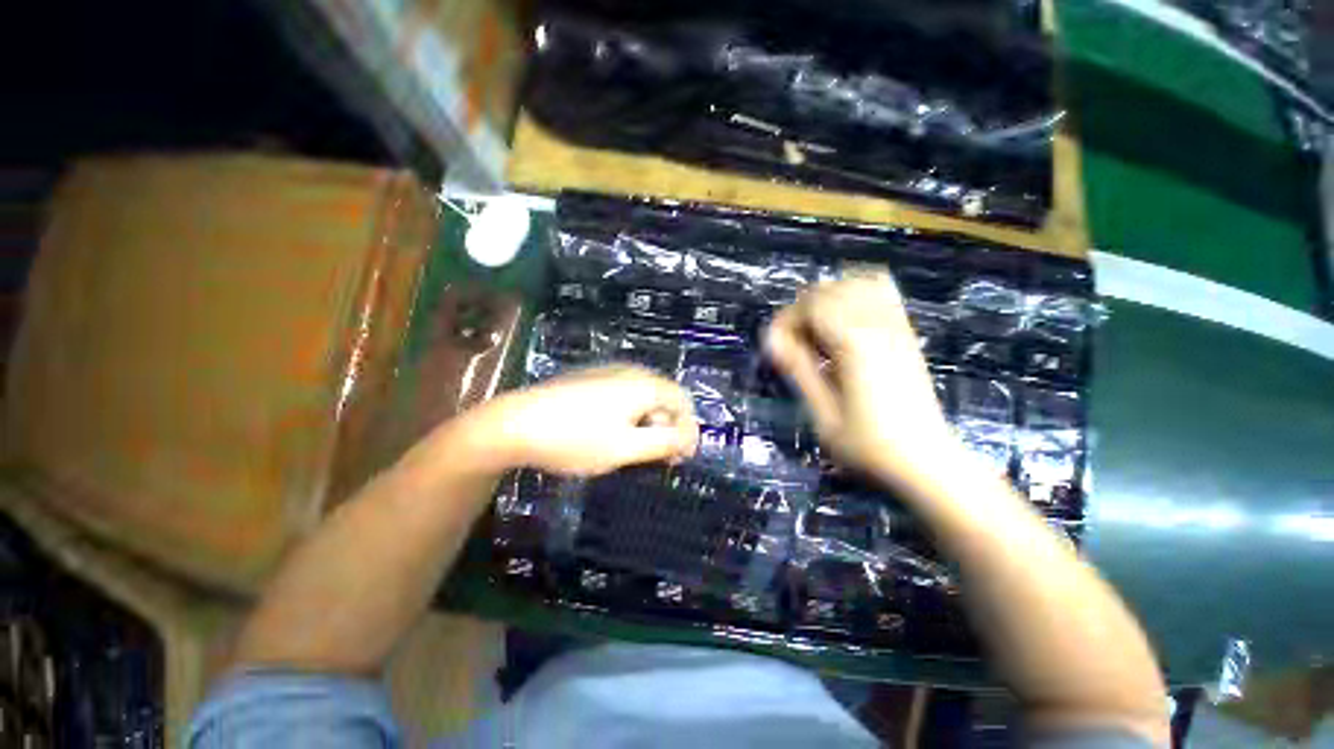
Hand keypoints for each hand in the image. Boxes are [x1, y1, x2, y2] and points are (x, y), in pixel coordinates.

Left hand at [481, 365, 698, 476]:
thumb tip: (690, 438)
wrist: (514, 424)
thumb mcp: (626, 447)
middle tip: (658, 458)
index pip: (682, 401)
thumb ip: (665, 442)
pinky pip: (623, 396)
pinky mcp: (590, 380)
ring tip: (635, 450)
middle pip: (663, 398)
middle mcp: (630, 372)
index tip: (680, 458)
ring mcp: (607, 373)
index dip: (688, 429)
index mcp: (644, 384)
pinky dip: (629, 416)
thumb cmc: (576, 438)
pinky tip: (612, 434)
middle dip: (667, 428)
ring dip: (648, 424)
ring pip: (642, 398)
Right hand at [764, 274, 956, 485]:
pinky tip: (844, 319)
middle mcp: (877, 325)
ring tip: (816, 330)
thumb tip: (771, 341)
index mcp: (854, 344)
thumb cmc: (869, 446)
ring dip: (827, 299)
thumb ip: (799, 371)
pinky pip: (881, 291)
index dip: (785, 321)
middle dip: (801, 310)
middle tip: (792, 345)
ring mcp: (896, 325)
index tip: (775, 348)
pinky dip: (856, 293)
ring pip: (855, 282)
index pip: (811, 306)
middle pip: (830, 290)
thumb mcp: (823, 415)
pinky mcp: (906, 332)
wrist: (927, 462)